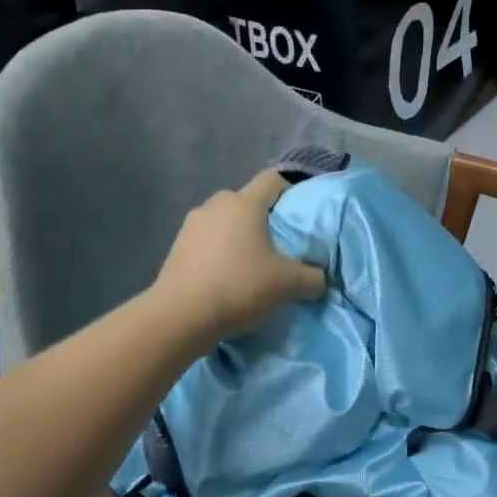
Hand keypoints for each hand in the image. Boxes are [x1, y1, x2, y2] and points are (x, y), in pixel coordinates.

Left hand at [152, 169, 325, 346]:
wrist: (180, 316)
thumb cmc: (239, 286)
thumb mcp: (288, 284)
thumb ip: (313, 277)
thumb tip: (320, 278)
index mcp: (244, 203)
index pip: (273, 180)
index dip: (292, 190)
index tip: (303, 214)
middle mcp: (216, 205)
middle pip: (248, 202)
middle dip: (266, 219)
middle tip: (282, 245)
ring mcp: (192, 225)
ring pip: (226, 223)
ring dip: (240, 238)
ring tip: (253, 265)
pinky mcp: (177, 247)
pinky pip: (208, 242)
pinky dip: (221, 253)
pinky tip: (228, 278)